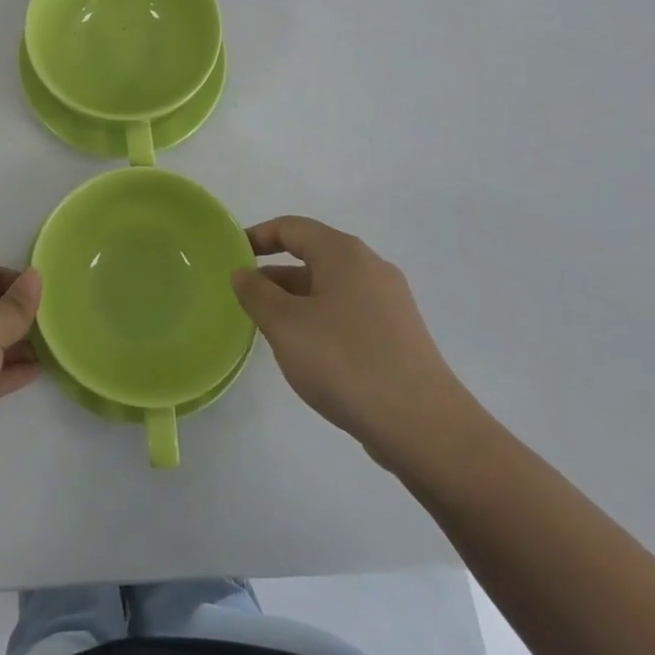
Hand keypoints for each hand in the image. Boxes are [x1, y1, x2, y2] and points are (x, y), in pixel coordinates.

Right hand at [232, 217, 474, 474]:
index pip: (291, 227)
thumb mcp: (285, 325)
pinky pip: (347, 313)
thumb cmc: (345, 362)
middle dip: (274, 275)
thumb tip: (243, 273)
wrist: (424, 427)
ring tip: (270, 330)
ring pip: (329, 288)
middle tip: (244, 300)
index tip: (230, 256)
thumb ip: (256, 294)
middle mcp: (370, 268)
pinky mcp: (398, 336)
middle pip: (312, 256)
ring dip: (295, 301)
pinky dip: (320, 321)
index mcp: (344, 254)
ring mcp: (389, 303)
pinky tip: (308, 354)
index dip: (257, 236)